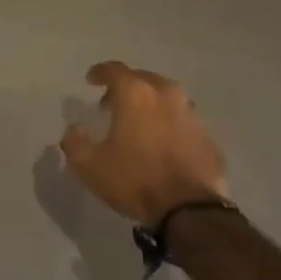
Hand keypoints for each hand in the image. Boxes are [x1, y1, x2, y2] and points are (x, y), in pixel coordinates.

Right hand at [59, 62, 229, 224]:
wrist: (189, 209)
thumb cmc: (134, 180)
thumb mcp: (90, 166)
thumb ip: (74, 142)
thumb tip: (73, 130)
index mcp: (136, 93)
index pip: (114, 70)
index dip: (99, 73)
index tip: (90, 80)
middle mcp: (166, 94)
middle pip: (143, 79)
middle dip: (125, 88)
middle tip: (111, 105)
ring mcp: (191, 113)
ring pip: (165, 98)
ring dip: (149, 105)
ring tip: (138, 124)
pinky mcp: (207, 135)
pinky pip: (182, 121)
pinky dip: (168, 125)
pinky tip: (161, 144)